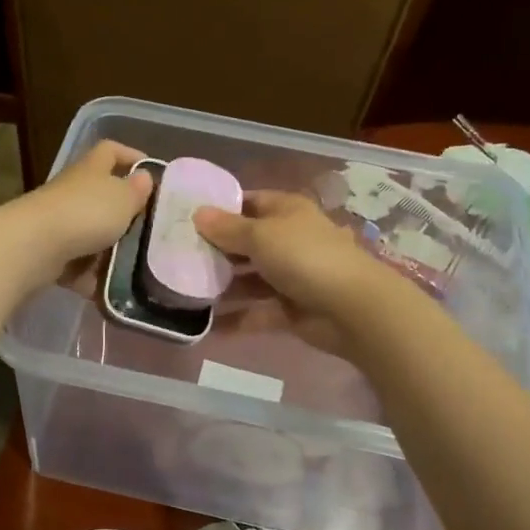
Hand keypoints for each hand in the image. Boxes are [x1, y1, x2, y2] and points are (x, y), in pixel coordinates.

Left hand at [13, 140, 153, 281]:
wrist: (35, 246)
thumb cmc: (86, 213)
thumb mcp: (123, 198)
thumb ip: (137, 190)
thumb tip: (144, 178)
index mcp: (91, 170)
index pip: (110, 151)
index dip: (131, 156)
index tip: (151, 173)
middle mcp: (73, 192)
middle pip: (102, 198)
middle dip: (126, 216)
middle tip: (150, 232)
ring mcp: (59, 223)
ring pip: (92, 236)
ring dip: (111, 253)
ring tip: (135, 269)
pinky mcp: (50, 253)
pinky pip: (78, 265)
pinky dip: (91, 277)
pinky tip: (108, 291)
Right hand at [193, 191, 394, 349]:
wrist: (352, 308)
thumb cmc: (304, 257)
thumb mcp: (260, 236)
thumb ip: (227, 228)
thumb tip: (197, 213)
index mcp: (285, 212)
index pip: (248, 203)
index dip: (220, 209)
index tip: (186, 219)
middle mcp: (288, 240)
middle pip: (245, 243)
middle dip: (215, 251)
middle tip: (176, 258)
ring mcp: (290, 276)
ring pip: (249, 280)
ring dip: (222, 287)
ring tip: (185, 293)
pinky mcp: (290, 309)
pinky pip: (256, 312)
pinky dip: (235, 319)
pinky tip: (206, 327)